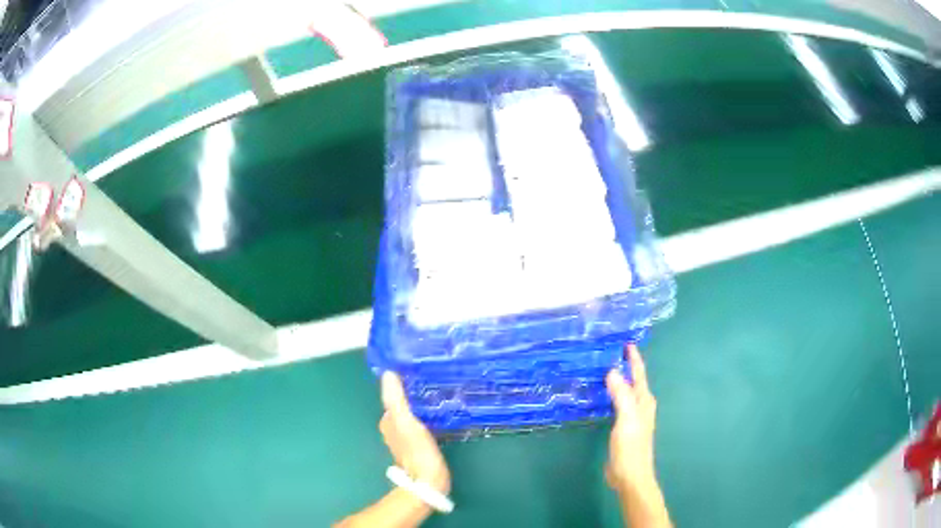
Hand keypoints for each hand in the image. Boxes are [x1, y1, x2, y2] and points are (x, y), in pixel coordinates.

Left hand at [380, 372, 450, 494]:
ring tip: (439, 391)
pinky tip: (440, 413)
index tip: (415, 370)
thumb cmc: (417, 451)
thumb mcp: (407, 422)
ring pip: (413, 414)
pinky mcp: (420, 445)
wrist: (429, 481)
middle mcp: (393, 428)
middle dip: (414, 394)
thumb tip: (388, 373)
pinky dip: (428, 416)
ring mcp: (407, 438)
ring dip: (422, 405)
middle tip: (432, 378)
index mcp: (388, 421)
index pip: (393, 396)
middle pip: (403, 405)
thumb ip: (396, 400)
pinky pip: (422, 423)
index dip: (402, 384)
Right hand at [605, 344, 658, 496]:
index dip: (633, 358)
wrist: (630, 476)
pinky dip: (611, 394)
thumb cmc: (631, 448)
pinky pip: (618, 402)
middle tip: (608, 351)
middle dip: (625, 365)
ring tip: (602, 368)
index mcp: (644, 401)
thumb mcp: (627, 420)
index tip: (625, 342)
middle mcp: (640, 405)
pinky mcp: (623, 426)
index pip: (639, 374)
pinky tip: (601, 394)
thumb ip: (622, 396)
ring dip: (618, 379)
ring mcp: (632, 416)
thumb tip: (613, 371)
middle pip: (634, 380)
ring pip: (626, 391)